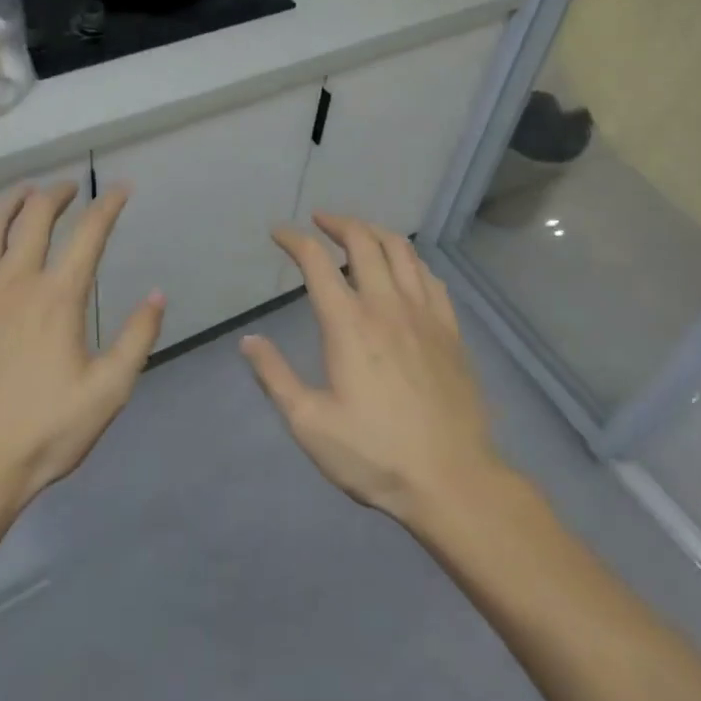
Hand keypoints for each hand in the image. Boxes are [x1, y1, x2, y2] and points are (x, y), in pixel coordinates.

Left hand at [0, 181, 163, 511]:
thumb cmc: (43, 433)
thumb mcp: (108, 392)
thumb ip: (137, 338)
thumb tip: (156, 294)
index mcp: (56, 297)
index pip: (88, 233)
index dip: (108, 204)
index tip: (120, 188)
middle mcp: (12, 281)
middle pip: (35, 216)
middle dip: (56, 193)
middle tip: (69, 187)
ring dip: (11, 202)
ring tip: (24, 194)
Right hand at [241, 213, 503, 524]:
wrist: (452, 479)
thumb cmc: (374, 454)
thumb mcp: (309, 424)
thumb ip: (275, 377)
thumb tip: (248, 341)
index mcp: (349, 324)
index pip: (317, 262)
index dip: (294, 240)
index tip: (278, 232)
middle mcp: (387, 306)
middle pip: (363, 241)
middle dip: (338, 222)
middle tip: (319, 221)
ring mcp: (425, 314)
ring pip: (401, 250)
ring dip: (375, 232)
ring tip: (358, 234)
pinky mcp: (451, 330)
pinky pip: (430, 277)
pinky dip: (410, 260)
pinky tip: (404, 269)